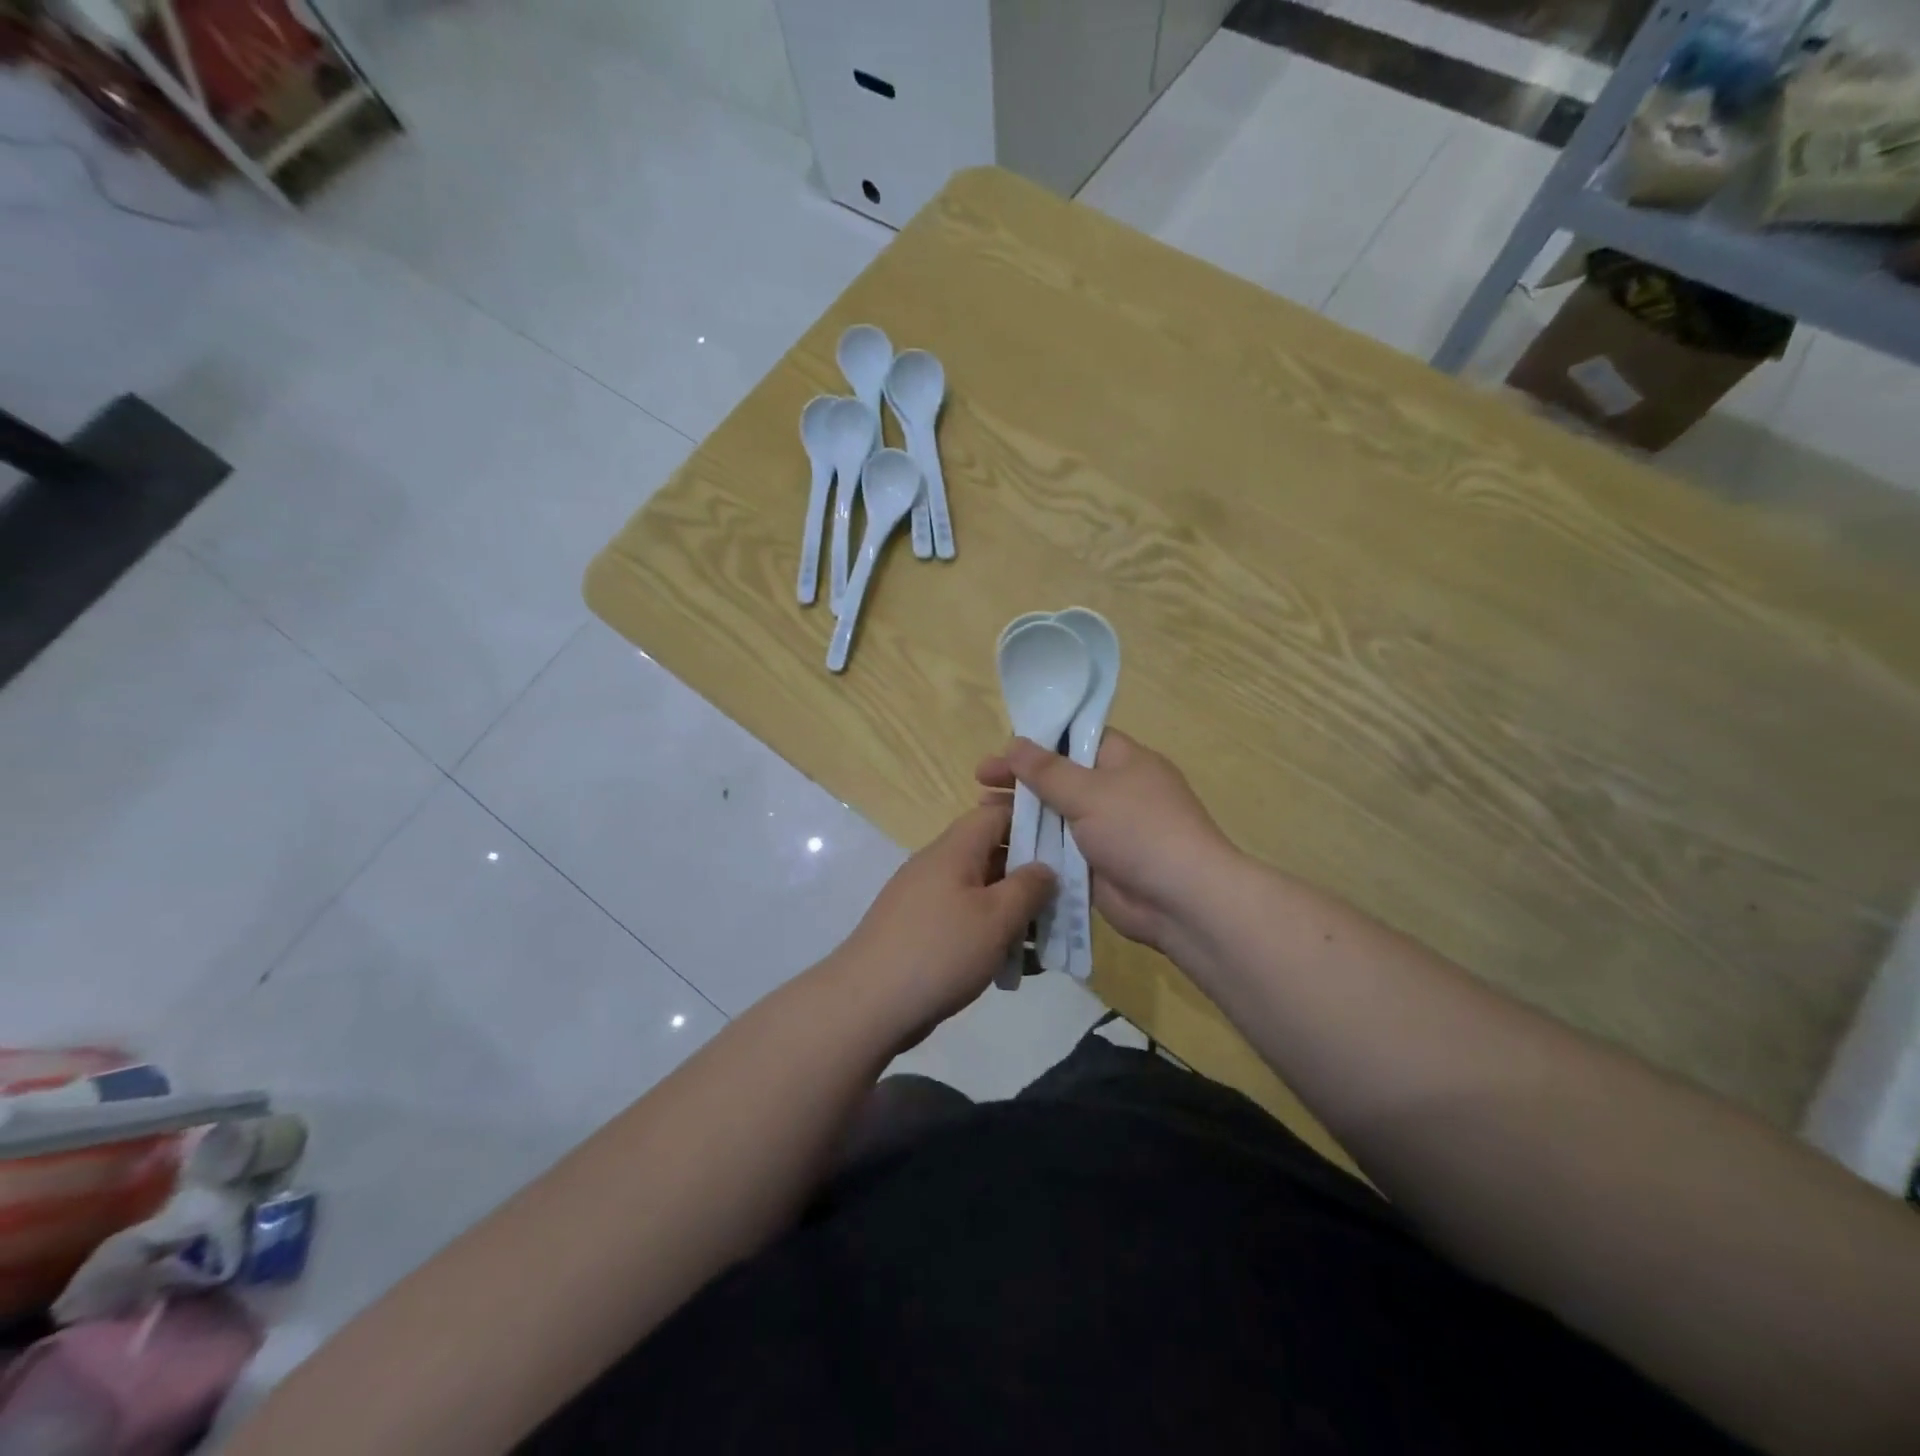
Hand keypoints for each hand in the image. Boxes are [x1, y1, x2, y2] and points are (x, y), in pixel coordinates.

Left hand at [833, 802, 1055, 1036]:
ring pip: (981, 892)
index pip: (996, 813)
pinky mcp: (919, 931)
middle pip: (992, 854)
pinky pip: (963, 921)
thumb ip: (1028, 887)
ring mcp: (924, 899)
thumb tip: (1045, 867)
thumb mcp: (996, 917)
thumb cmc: (939, 951)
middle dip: (1029, 877)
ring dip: (1013, 912)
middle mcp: (937, 865)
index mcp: (954, 850)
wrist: (866, 1004)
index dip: (1032, 821)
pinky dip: (989, 935)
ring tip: (1043, 943)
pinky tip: (1011, 966)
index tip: (1066, 844)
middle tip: (1063, 903)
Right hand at [975, 731, 1237, 953]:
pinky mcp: (1097, 866)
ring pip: (1056, 815)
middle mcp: (1115, 791)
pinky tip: (1000, 846)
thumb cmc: (1140, 830)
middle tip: (980, 780)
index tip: (1004, 748)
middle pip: (1060, 778)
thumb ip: (1047, 770)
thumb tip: (1012, 742)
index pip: (1077, 738)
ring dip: (1023, 814)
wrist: (1181, 901)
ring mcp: (1106, 831)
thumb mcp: (1090, 792)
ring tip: (982, 812)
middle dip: (1022, 779)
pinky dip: (1034, 847)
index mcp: (1124, 761)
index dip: (1040, 740)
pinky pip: (1060, 850)